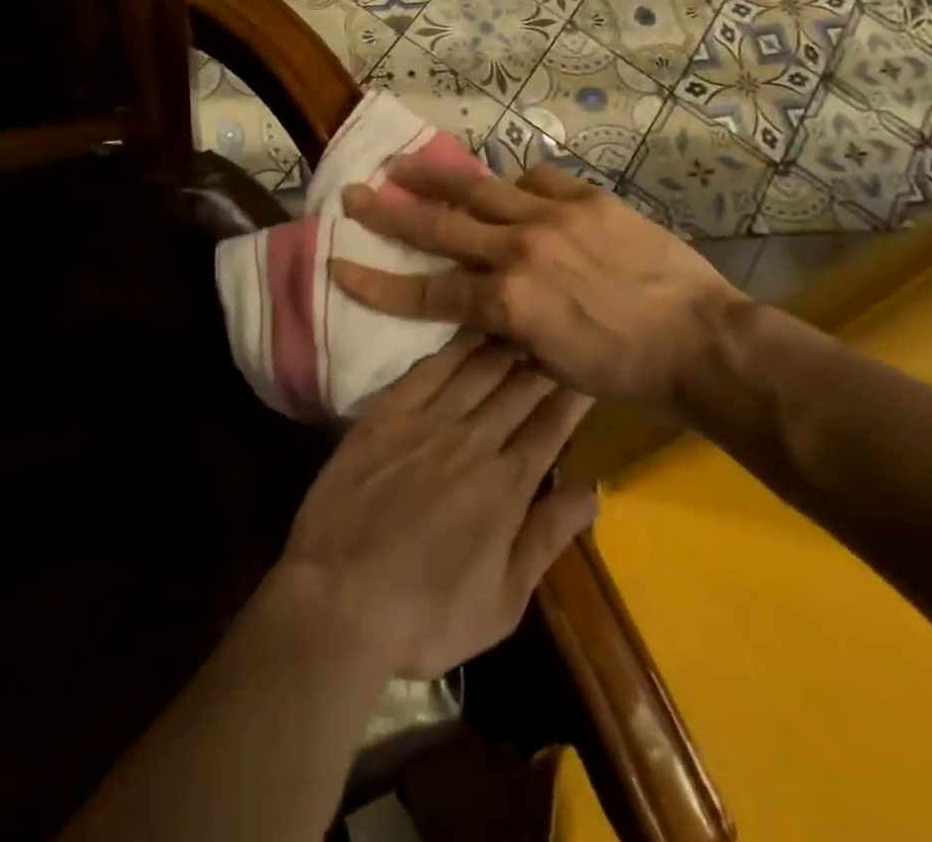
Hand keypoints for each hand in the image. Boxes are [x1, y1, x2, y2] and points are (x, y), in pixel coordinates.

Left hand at [277, 333, 595, 679]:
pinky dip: (453, 347)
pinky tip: (468, 326)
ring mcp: (428, 422)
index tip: (587, 366)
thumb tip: (594, 491)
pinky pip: (428, 369)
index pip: (550, 426)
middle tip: (559, 329)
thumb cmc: (426, 614)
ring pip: (477, 369)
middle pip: (518, 388)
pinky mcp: (387, 413)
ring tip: (524, 316)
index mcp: (507, 486)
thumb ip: (547, 539)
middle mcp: (474, 441)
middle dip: (542, 357)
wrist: (338, 599)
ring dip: (504, 342)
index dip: (572, 394)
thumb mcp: (504, 601)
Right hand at [329, 159, 745, 409]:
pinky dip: (515, 184)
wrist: (701, 341)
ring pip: (480, 188)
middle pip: (440, 226)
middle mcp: (519, 252)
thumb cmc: (625, 371)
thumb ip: (505, 326)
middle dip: (389, 213)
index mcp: (507, 303)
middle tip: (353, 194)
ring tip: (403, 163)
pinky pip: (536, 179)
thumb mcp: (549, 363)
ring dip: (435, 176)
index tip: (339, 264)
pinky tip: (508, 185)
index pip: (427, 291)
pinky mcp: (587, 199)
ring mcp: (553, 218)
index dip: (377, 282)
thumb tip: (479, 302)